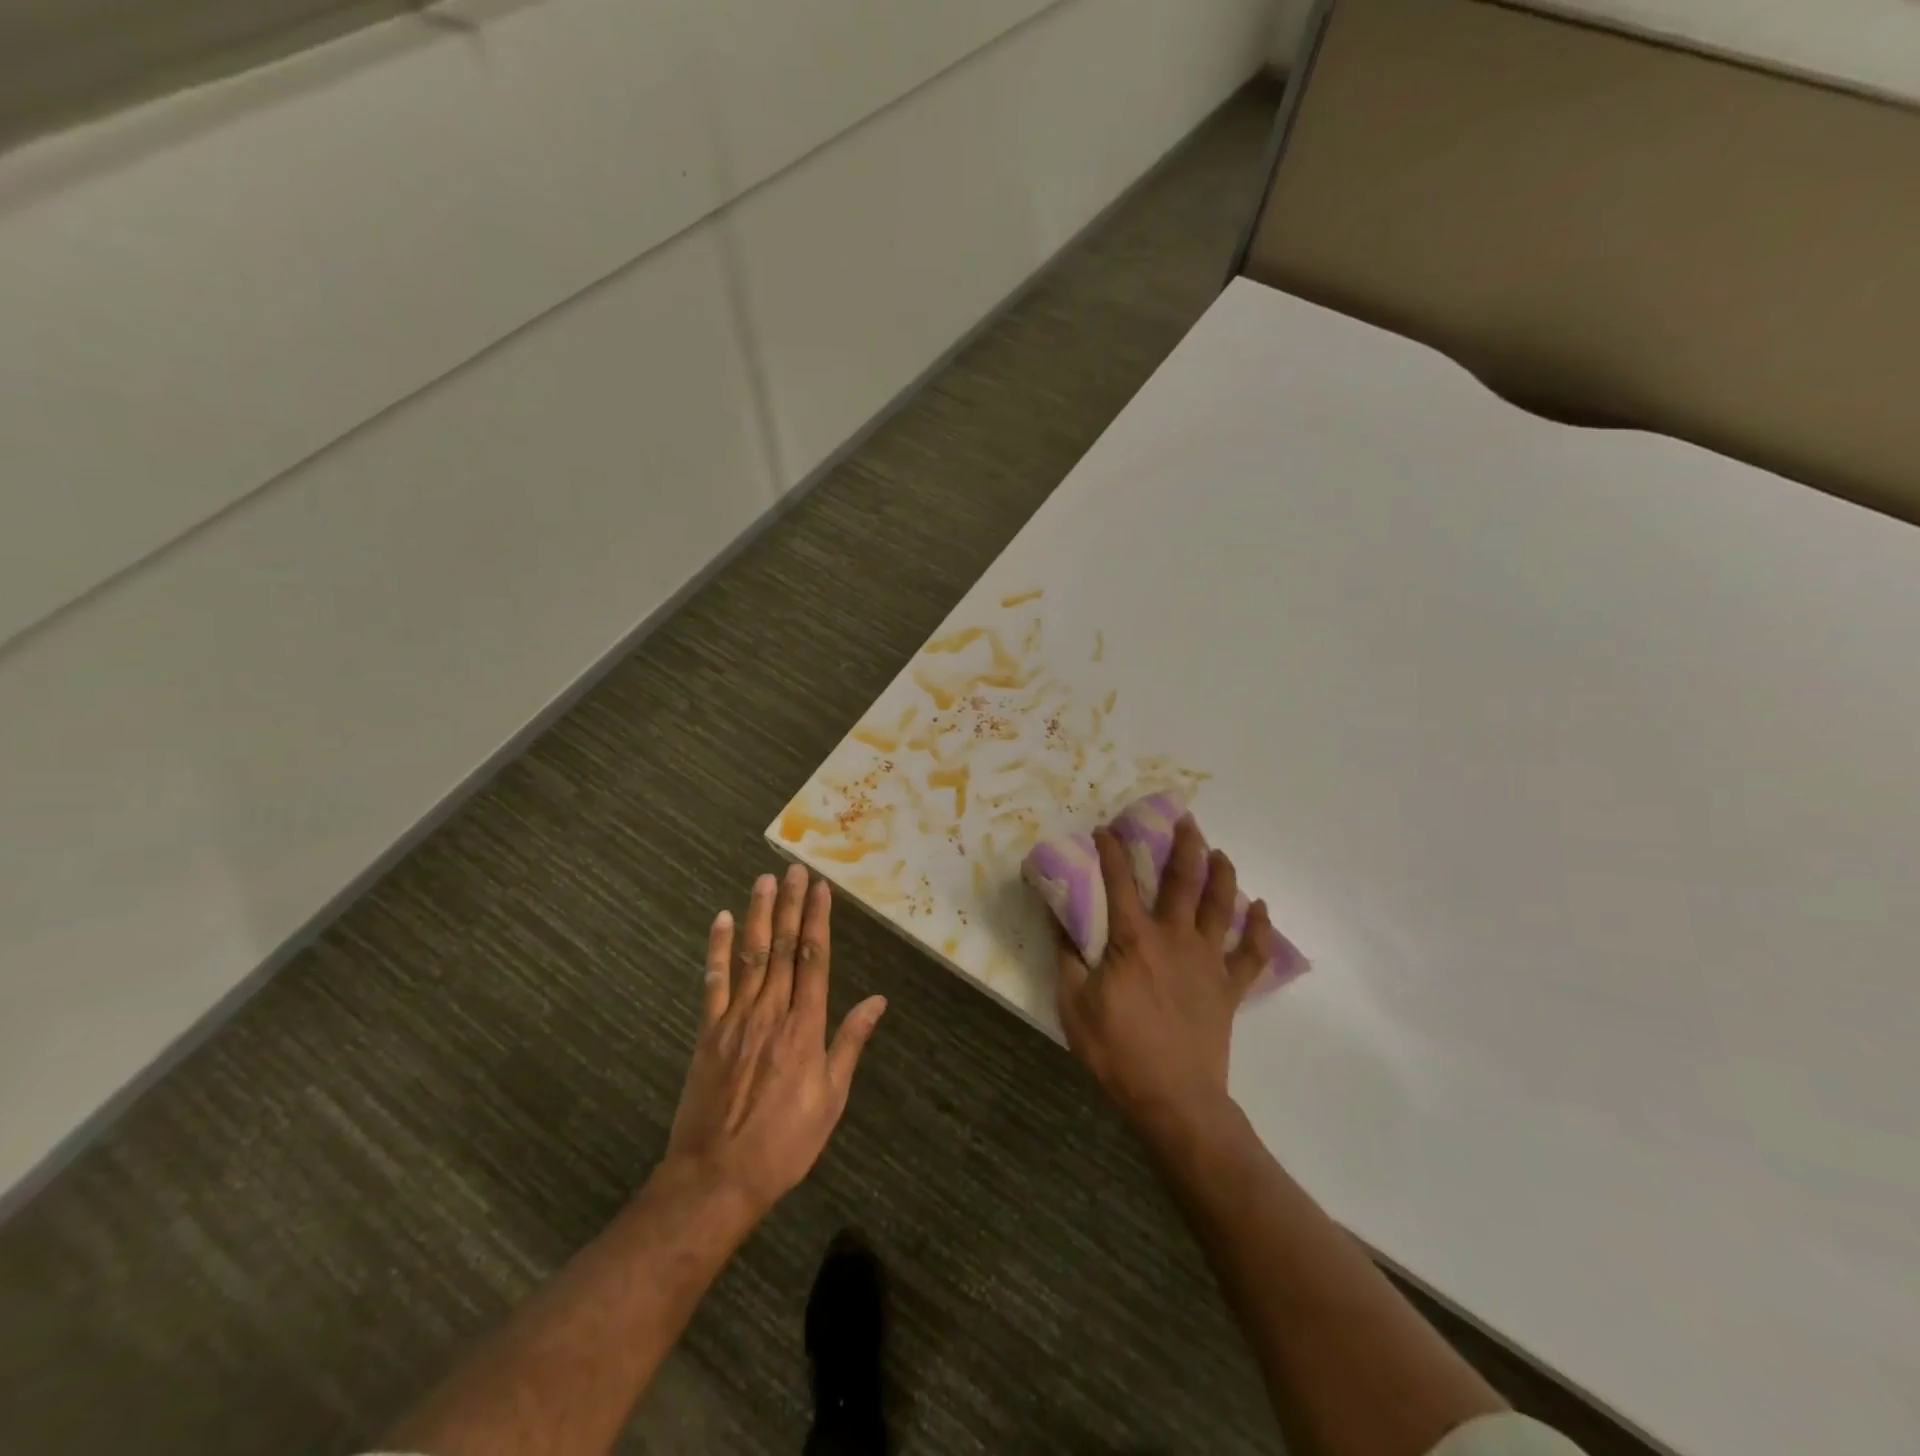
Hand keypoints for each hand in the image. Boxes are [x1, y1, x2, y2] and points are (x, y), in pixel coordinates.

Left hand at [665, 865, 886, 1213]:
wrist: (717, 1177)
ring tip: (764, 881)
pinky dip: (718, 949)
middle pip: (782, 947)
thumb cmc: (785, 1142)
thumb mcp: (832, 1098)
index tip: (821, 889)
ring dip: (758, 915)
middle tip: (794, 870)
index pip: (814, 959)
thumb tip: (878, 1000)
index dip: (817, 921)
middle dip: (790, 905)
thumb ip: (851, 1042)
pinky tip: (722, 921)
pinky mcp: (708, 1032)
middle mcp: (771, 1011)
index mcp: (805, 1026)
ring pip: (751, 955)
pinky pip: (713, 982)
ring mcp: (735, 1019)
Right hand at [1054, 816, 1276, 1141]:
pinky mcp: (1229, 987)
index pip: (1119, 880)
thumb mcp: (1072, 1004)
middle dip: (1183, 843)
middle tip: (1184, 819)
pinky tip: (1260, 907)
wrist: (1174, 1100)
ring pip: (1221, 904)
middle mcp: (1174, 938)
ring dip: (1221, 872)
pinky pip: (1250, 952)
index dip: (1111, 850)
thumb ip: (1066, 955)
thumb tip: (1058, 916)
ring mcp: (1207, 961)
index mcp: (1133, 939)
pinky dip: (1258, 927)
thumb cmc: (1116, 1051)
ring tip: (1218, 850)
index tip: (1105, 830)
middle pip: (1183, 879)